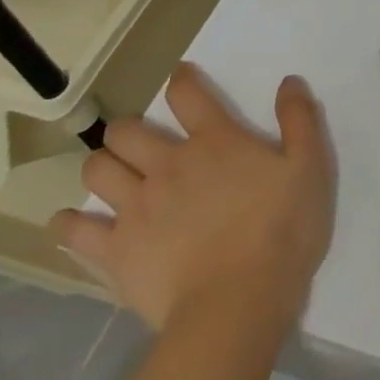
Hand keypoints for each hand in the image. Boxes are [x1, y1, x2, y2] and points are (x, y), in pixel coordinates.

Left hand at [52, 65, 335, 332]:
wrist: (238, 303)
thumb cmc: (282, 231)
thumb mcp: (310, 167)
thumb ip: (300, 120)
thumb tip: (288, 81)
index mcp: (215, 141)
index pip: (188, 95)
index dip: (182, 79)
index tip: (181, 77)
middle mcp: (169, 164)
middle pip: (128, 130)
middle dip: (129, 128)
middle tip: (142, 141)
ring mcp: (136, 207)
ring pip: (98, 170)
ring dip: (103, 165)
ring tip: (114, 175)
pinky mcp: (116, 251)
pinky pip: (76, 231)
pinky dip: (69, 224)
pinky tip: (72, 223)